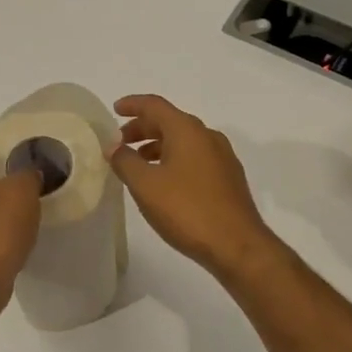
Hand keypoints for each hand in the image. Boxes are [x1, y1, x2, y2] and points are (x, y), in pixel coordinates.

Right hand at [111, 95, 280, 273]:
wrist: (238, 246)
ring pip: (183, 140)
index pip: (155, 105)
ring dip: (158, 146)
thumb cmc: (187, 210)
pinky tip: (164, 182)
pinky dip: (174, 159)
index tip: (114, 110)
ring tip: (138, 164)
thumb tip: (113, 146)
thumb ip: (125, 161)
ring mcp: (222, 157)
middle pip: (169, 121)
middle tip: (121, 142)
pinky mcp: (229, 178)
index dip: (133, 104)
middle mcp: (207, 136)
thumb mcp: (145, 185)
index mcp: (187, 130)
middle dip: (142, 128)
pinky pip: (195, 157)